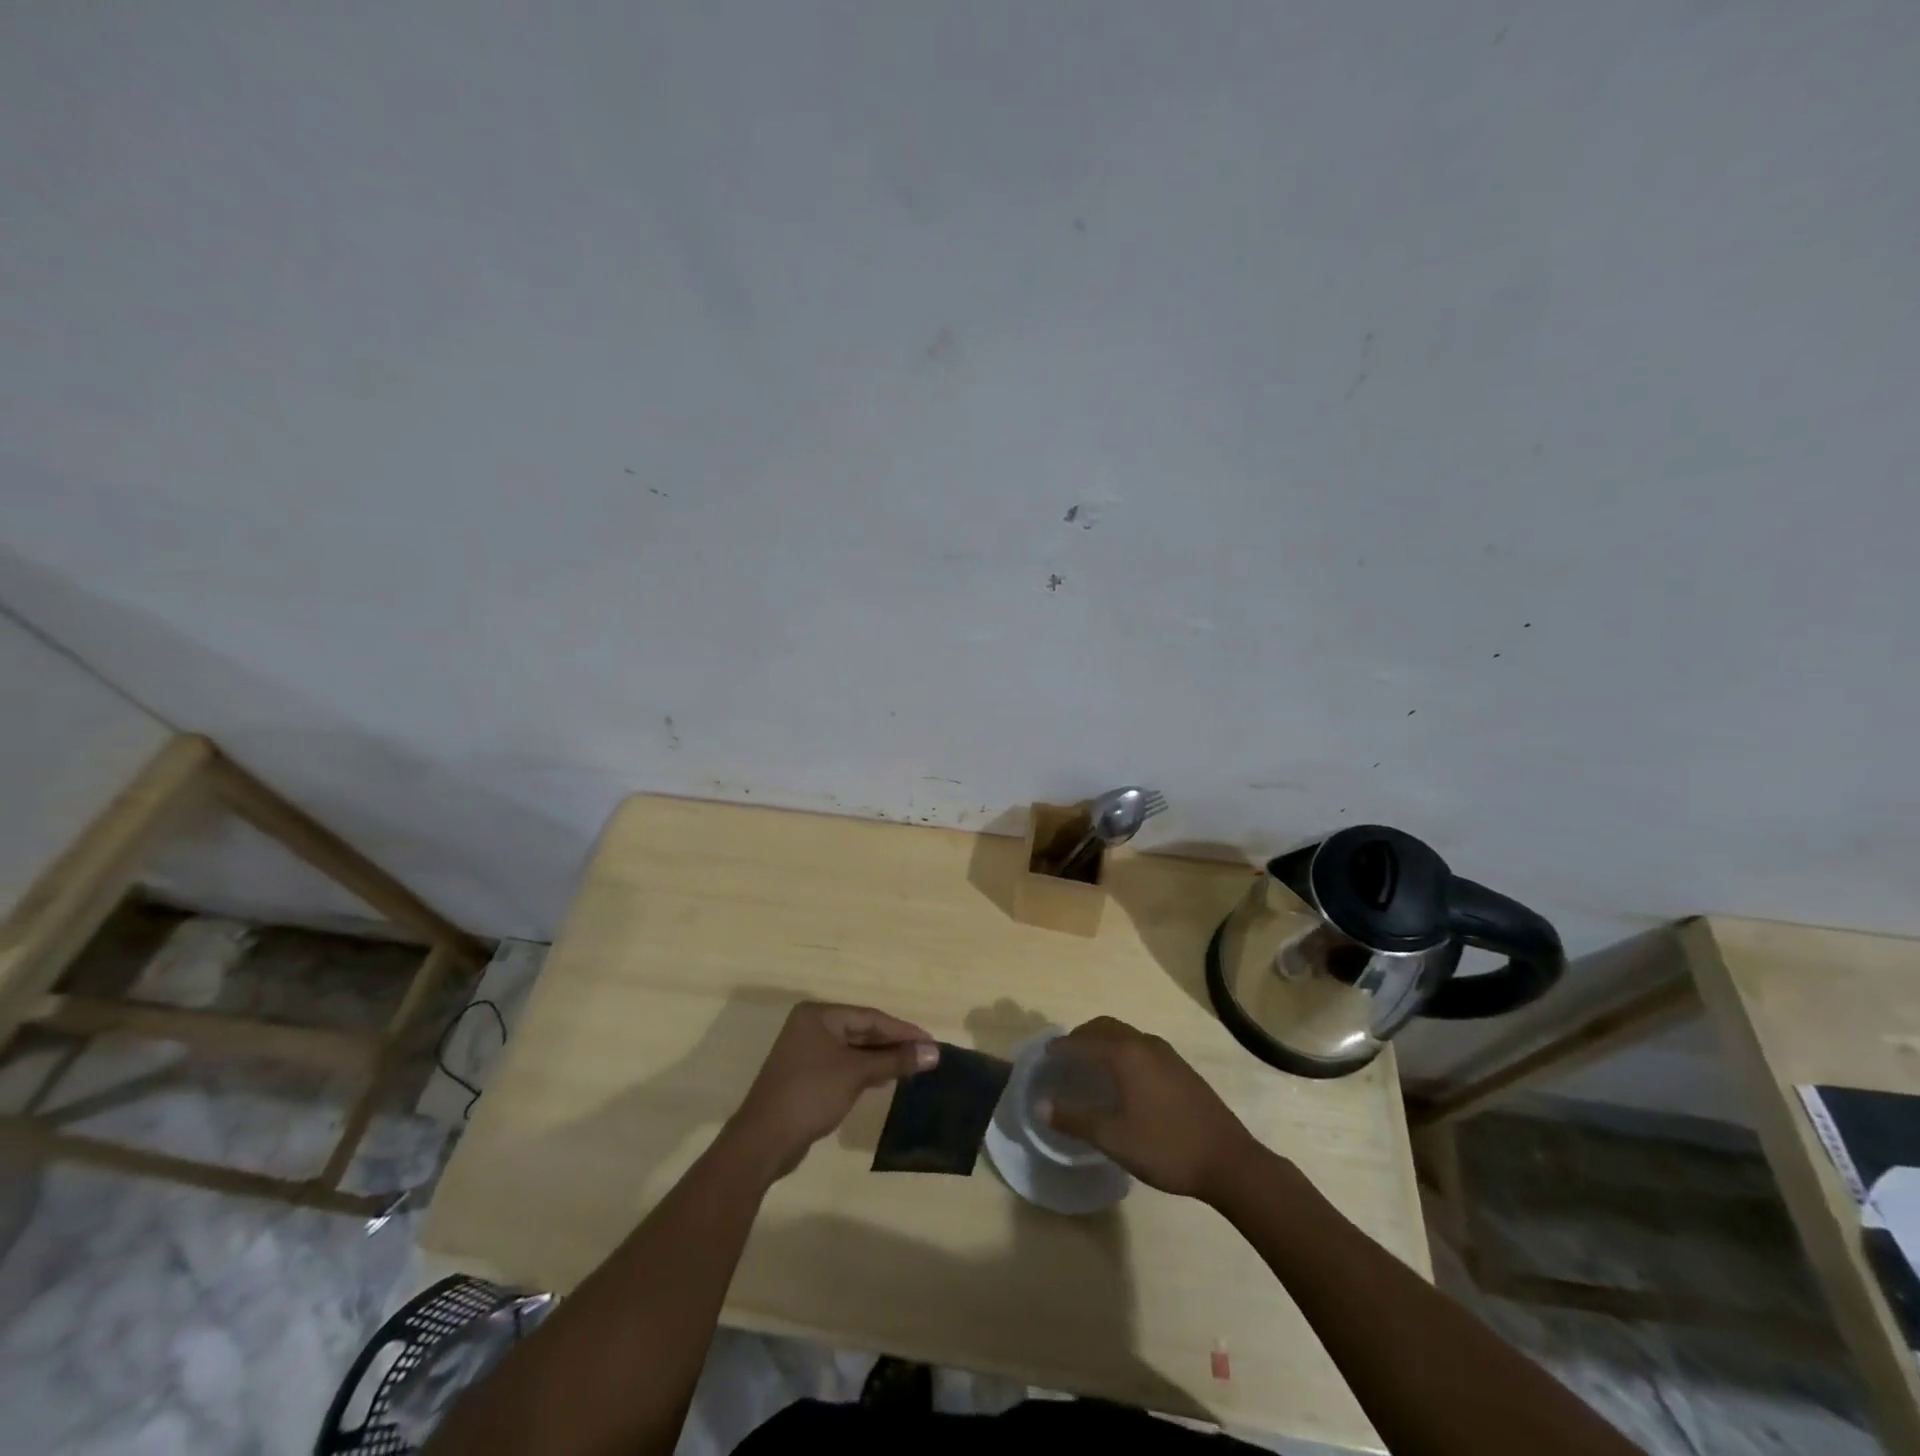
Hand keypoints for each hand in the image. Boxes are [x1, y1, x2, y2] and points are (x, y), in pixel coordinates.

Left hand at [729, 1002, 937, 1176]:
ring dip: (881, 1058)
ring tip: (912, 1067)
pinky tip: (884, 1079)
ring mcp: (806, 1051)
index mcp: (819, 1015)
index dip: (902, 1030)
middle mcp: (811, 1026)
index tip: (931, 1042)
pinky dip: (864, 1070)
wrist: (764, 1141)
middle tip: (925, 1056)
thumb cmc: (811, 1094)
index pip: (870, 1017)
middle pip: (862, 1030)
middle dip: (893, 1044)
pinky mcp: (806, 1075)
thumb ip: (895, 1060)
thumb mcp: (857, 1074)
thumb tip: (934, 1052)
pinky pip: (843, 1065)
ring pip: (853, 1049)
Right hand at [1040, 1016, 1257, 1200]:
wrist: (1229, 1161)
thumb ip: (1075, 1119)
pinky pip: (1141, 1046)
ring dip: (1104, 1041)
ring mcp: (1166, 1054)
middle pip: (1105, 1027)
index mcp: (1125, 1054)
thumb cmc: (1166, 1147)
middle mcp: (1144, 1044)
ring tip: (1091, 1065)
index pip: (1083, 1042)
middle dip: (1082, 1037)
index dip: (1061, 1047)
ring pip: (1126, 1035)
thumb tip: (1041, 1105)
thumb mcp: (1114, 1138)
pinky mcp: (1181, 1068)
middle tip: (1065, 1056)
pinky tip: (1124, 1079)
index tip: (1044, 1055)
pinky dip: (1122, 1050)